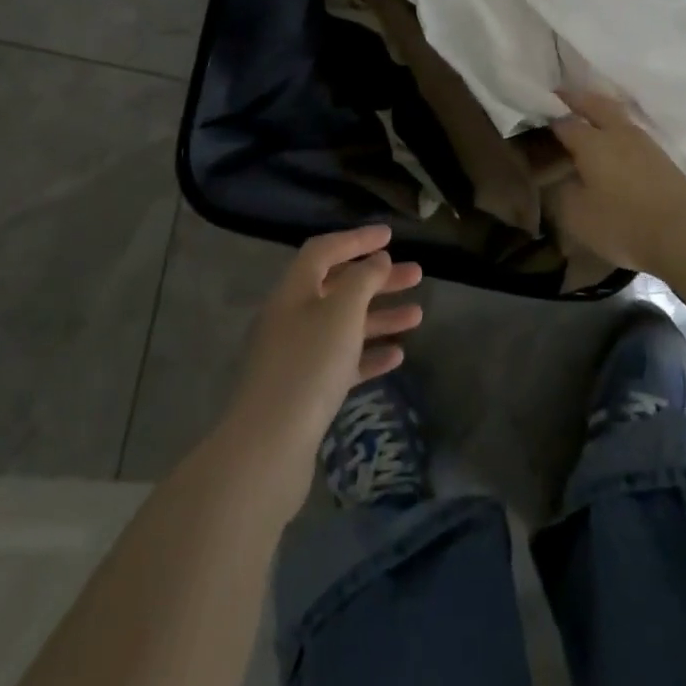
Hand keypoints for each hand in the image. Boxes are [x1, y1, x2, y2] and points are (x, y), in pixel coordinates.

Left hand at [222, 225, 422, 501]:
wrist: (267, 449)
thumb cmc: (308, 366)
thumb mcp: (342, 312)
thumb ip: (362, 280)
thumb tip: (375, 260)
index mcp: (293, 291)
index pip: (324, 251)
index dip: (356, 239)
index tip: (390, 236)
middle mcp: (291, 317)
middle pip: (338, 287)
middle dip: (378, 279)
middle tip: (416, 275)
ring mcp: (296, 356)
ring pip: (343, 326)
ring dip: (380, 317)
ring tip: (418, 316)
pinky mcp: (304, 392)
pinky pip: (341, 362)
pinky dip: (368, 354)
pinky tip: (397, 357)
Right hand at [548, 90, 685, 272]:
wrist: (684, 233)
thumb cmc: (623, 223)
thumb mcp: (577, 216)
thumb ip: (561, 192)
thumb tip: (558, 177)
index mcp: (591, 142)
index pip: (563, 122)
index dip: (547, 119)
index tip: (535, 120)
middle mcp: (616, 132)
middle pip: (594, 103)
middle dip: (575, 98)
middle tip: (559, 95)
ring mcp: (642, 141)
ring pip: (615, 113)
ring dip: (598, 108)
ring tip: (585, 114)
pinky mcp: (659, 155)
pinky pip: (629, 129)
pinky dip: (615, 126)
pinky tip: (612, 140)